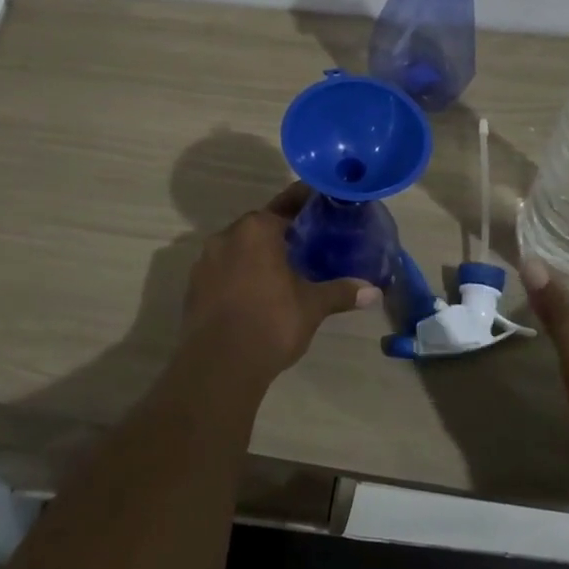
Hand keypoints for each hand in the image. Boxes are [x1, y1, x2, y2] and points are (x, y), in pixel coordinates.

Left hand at [181, 183, 381, 386]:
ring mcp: (205, 261)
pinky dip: (240, 274)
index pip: (285, 205)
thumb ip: (340, 292)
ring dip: (258, 254)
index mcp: (256, 229)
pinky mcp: (194, 287)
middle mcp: (227, 236)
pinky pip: (223, 270)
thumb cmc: (270, 323)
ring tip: (283, 269)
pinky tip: (256, 293)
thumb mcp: (311, 306)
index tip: (320, 204)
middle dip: (282, 232)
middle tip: (307, 241)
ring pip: (239, 248)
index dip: (304, 203)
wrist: (218, 365)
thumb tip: (374, 292)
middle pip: (259, 225)